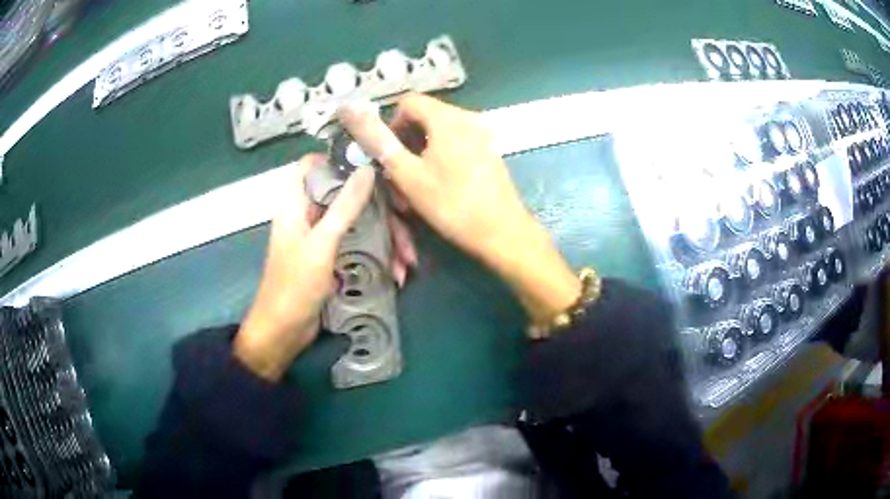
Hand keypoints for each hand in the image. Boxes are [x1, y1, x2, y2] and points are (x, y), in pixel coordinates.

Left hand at [234, 154, 414, 380]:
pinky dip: (378, 257)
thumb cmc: (295, 285)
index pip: (311, 166)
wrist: (283, 333)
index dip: (338, 159)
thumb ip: (345, 206)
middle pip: (346, 196)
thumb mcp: (322, 243)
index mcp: (296, 204)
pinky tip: (397, 275)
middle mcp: (309, 215)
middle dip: (380, 209)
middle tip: (407, 220)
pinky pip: (359, 246)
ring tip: (408, 262)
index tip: (372, 164)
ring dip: (386, 239)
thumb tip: (368, 169)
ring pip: (358, 223)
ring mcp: (322, 238)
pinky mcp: (332, 259)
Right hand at [339, 95, 580, 322]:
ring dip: (421, 156)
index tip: (387, 155)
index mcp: (448, 118)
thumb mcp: (408, 175)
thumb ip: (379, 141)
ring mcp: (483, 134)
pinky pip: (457, 145)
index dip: (390, 124)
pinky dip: (441, 160)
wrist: (503, 233)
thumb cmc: (452, 205)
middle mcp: (469, 118)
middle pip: (424, 118)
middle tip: (399, 178)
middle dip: (406, 144)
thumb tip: (350, 108)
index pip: (408, 102)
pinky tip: (440, 188)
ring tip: (417, 188)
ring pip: (439, 134)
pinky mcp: (490, 151)